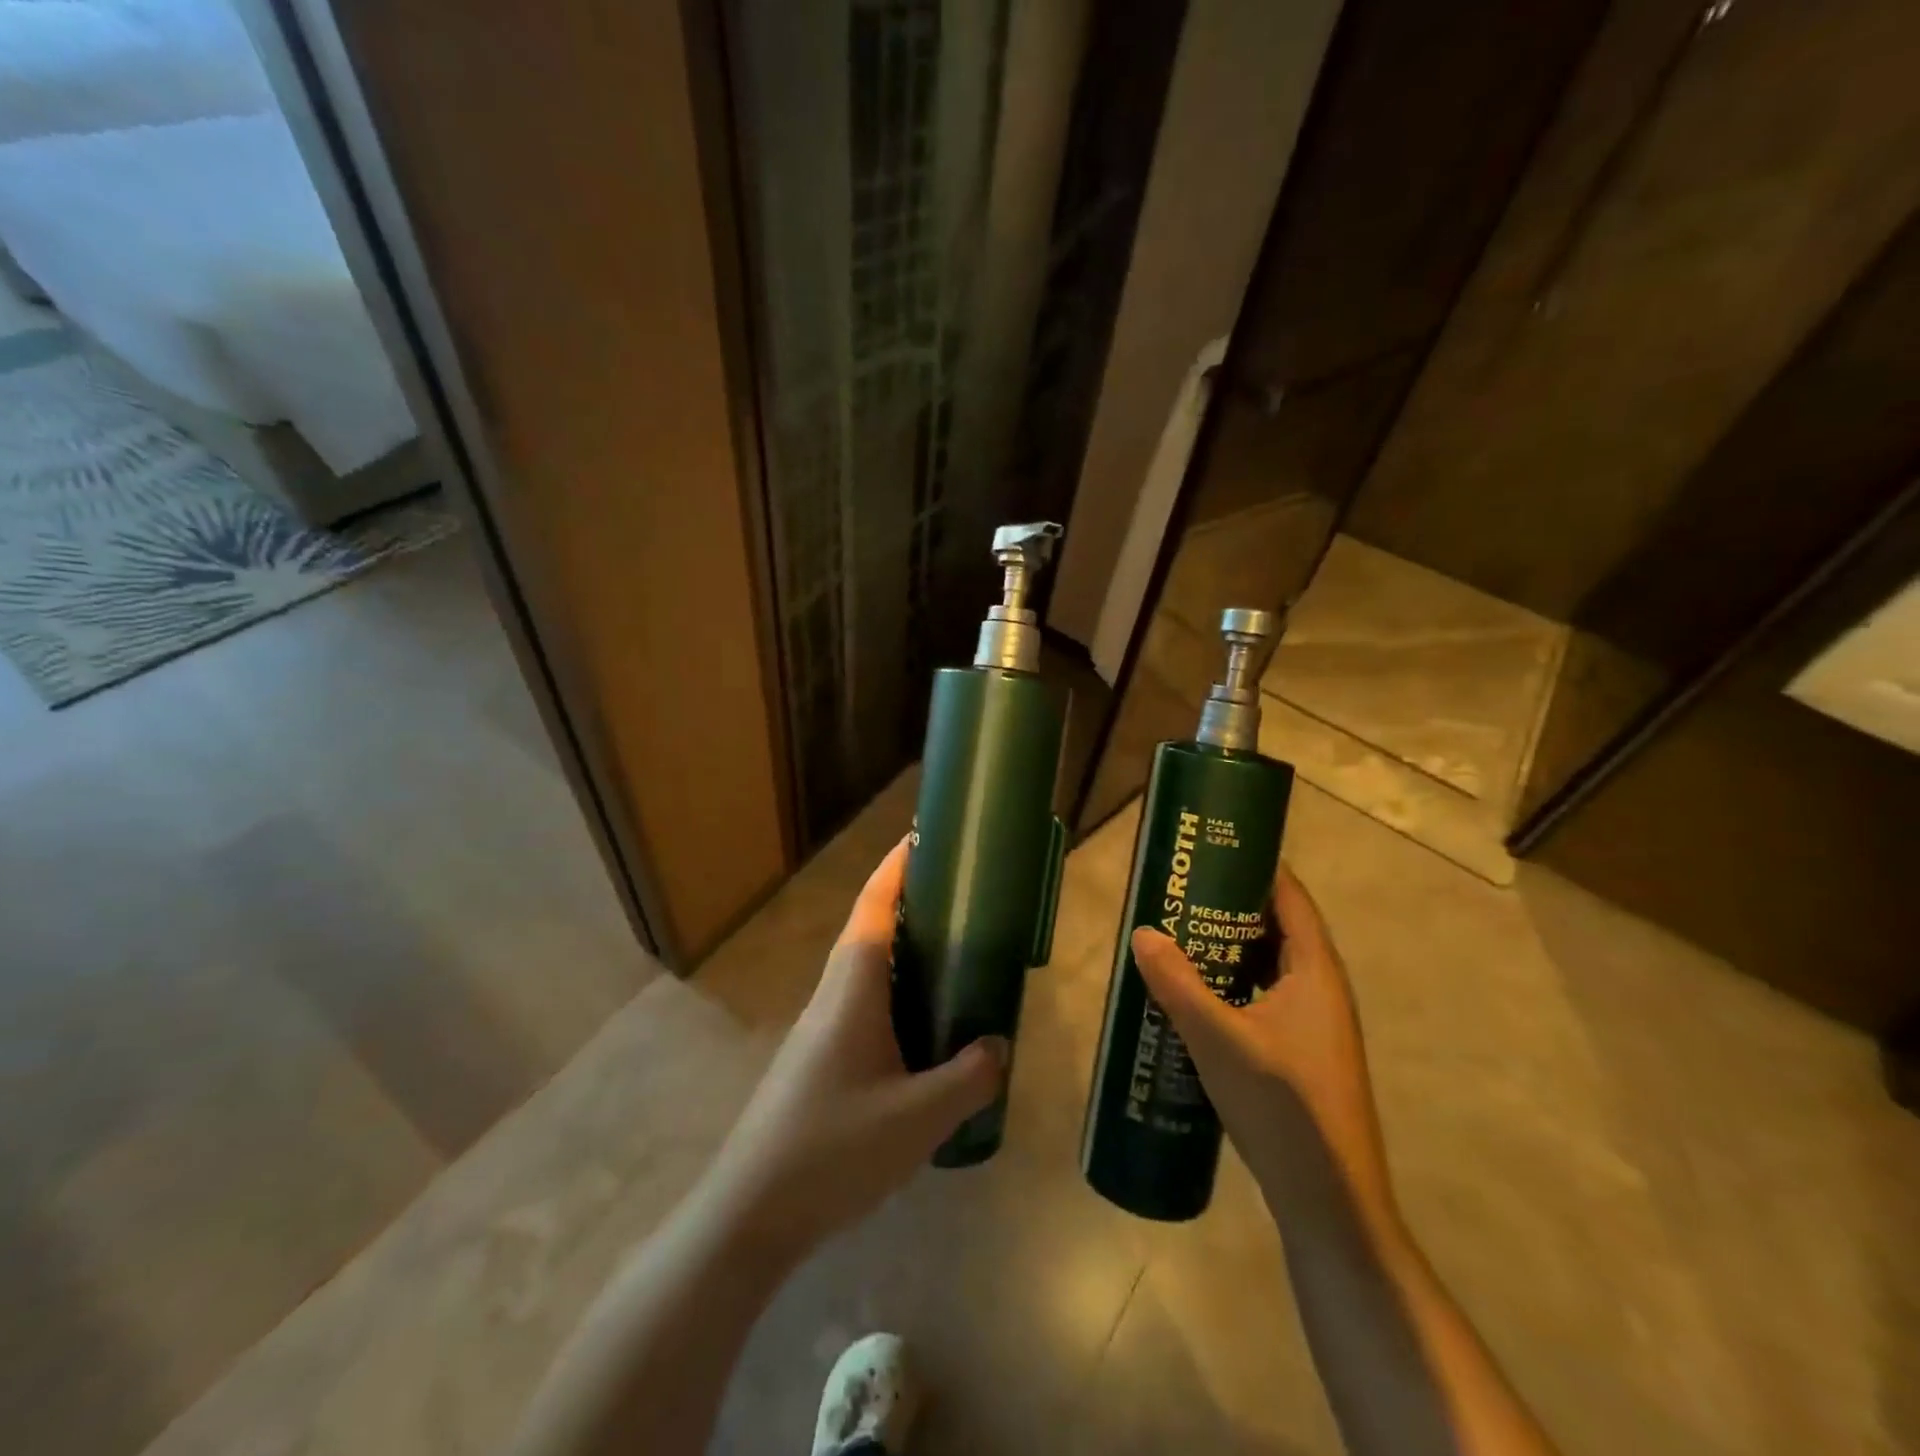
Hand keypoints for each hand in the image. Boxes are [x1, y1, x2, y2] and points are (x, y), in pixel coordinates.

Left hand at [698, 840, 1006, 1265]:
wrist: (749, 1213)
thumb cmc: (833, 1148)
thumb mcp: (918, 1118)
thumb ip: (968, 1078)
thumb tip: (999, 1046)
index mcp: (853, 987)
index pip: (874, 906)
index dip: (897, 867)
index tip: (923, 836)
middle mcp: (833, 994)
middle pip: (870, 930)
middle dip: (910, 905)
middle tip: (960, 899)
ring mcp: (820, 1027)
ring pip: (866, 970)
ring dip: (903, 953)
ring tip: (952, 956)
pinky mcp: (817, 1058)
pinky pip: (863, 1006)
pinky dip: (895, 996)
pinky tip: (922, 1030)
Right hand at [1130, 862, 1394, 1224]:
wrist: (1329, 1202)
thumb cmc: (1282, 1107)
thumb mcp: (1218, 1039)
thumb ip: (1177, 983)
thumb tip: (1143, 932)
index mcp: (1315, 972)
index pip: (1290, 897)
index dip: (1257, 866)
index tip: (1212, 848)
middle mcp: (1321, 990)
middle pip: (1277, 928)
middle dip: (1230, 905)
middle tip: (1180, 890)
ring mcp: (1314, 1025)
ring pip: (1268, 966)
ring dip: (1229, 948)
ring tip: (1179, 935)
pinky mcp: (1301, 1054)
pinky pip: (1264, 997)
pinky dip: (1233, 984)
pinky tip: (1195, 996)